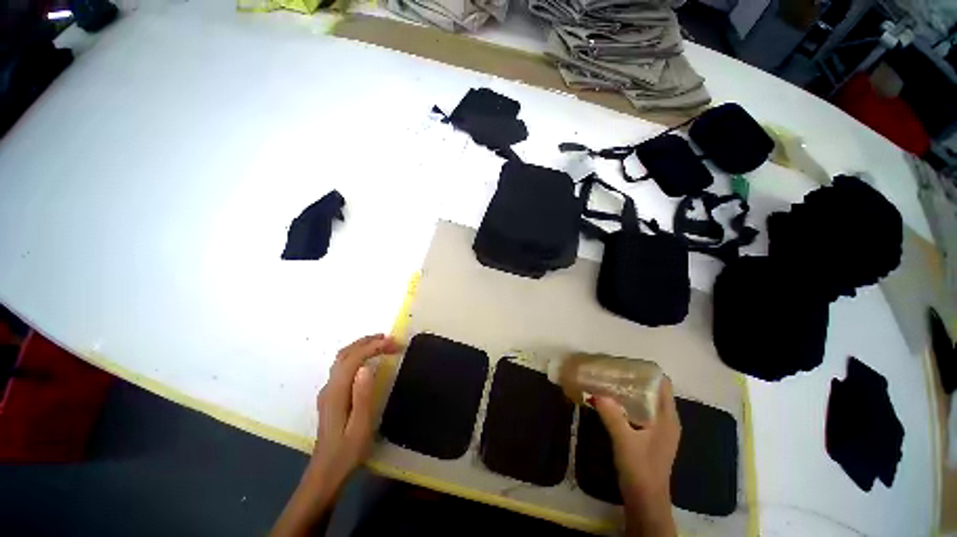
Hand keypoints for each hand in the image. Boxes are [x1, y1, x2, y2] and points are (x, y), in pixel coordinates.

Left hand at [311, 334, 399, 492]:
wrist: (325, 474)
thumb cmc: (347, 452)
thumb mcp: (360, 426)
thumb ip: (363, 395)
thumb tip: (367, 366)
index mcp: (336, 392)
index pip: (354, 359)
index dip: (373, 347)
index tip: (394, 344)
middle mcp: (329, 387)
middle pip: (345, 354)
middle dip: (368, 342)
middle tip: (391, 340)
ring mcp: (328, 391)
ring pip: (342, 358)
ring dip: (362, 346)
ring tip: (382, 344)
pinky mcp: (331, 396)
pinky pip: (343, 366)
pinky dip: (358, 355)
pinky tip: (369, 360)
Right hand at [594, 377, 680, 536]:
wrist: (645, 501)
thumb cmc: (640, 469)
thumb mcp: (624, 440)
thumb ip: (611, 414)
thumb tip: (596, 392)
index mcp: (667, 419)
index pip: (663, 385)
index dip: (647, 372)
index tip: (626, 364)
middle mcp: (666, 421)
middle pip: (653, 391)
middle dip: (634, 380)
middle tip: (612, 371)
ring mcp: (658, 430)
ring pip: (645, 402)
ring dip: (629, 392)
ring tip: (609, 382)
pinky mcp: (649, 437)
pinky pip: (640, 412)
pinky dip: (627, 404)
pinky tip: (611, 402)